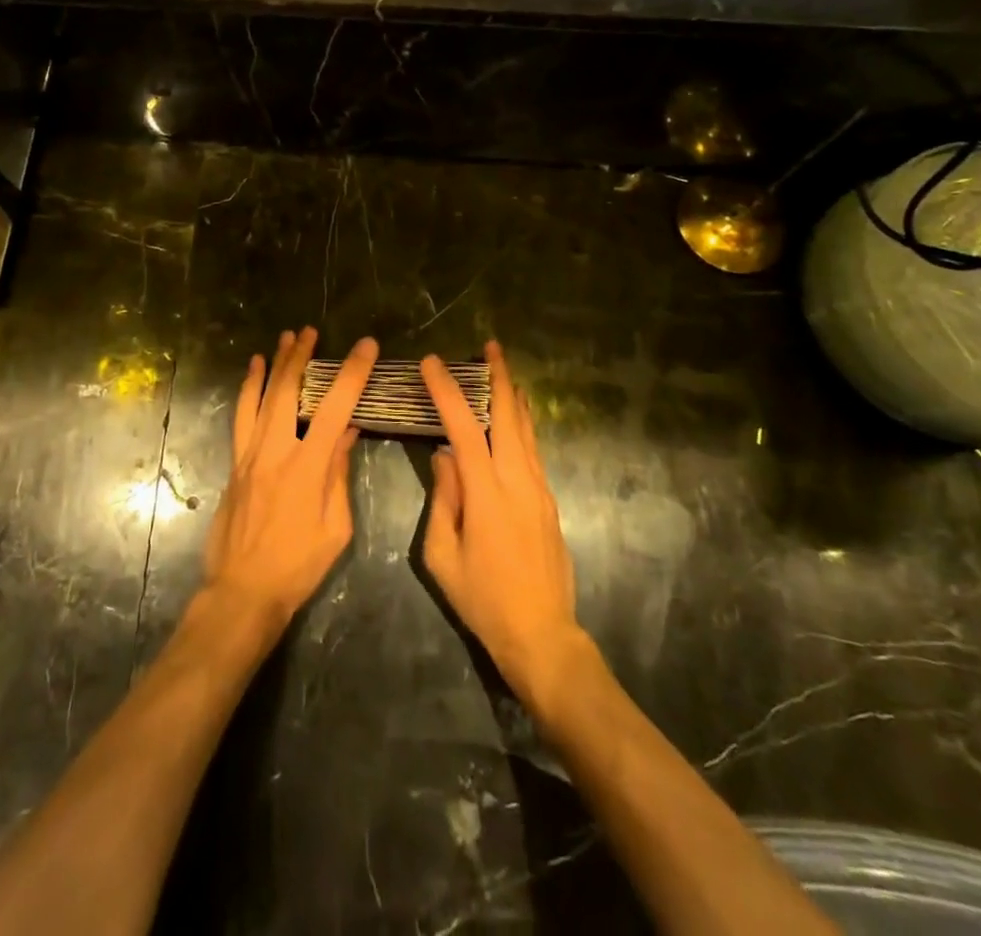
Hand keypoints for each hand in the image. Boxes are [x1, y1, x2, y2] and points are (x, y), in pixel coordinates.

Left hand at [203, 328, 376, 632]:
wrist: (242, 590)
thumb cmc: (298, 566)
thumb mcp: (335, 528)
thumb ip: (338, 474)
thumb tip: (347, 431)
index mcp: (307, 468)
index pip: (335, 408)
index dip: (352, 373)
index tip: (366, 346)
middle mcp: (274, 451)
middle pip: (288, 391)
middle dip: (300, 357)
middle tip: (310, 331)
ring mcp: (249, 455)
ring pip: (259, 397)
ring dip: (273, 365)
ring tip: (283, 338)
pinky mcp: (235, 463)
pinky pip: (241, 417)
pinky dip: (247, 390)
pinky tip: (252, 373)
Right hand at [422, 342, 586, 707]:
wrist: (542, 635)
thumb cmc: (483, 599)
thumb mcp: (443, 555)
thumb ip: (443, 500)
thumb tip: (444, 457)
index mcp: (487, 494)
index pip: (463, 429)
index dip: (447, 392)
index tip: (432, 363)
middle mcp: (518, 481)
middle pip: (509, 417)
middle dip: (499, 377)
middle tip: (489, 346)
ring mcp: (539, 490)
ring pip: (526, 430)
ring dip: (513, 396)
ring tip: (502, 369)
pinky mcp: (549, 501)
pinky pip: (533, 450)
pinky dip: (522, 423)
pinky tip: (516, 416)